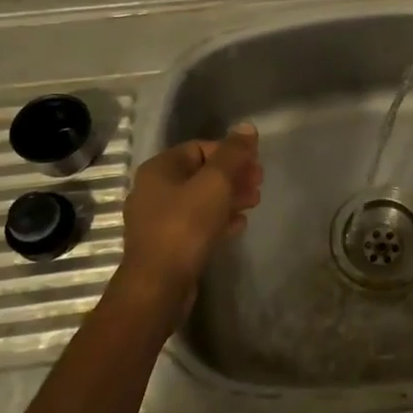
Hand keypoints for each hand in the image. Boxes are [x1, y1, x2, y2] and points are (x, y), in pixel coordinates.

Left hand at [119, 124, 262, 316]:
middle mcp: (153, 189)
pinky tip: (238, 226)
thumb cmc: (186, 226)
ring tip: (254, 204)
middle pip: (201, 173)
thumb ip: (233, 153)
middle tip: (259, 185)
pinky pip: (195, 223)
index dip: (230, 153)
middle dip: (233, 176)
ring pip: (200, 199)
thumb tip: (247, 127)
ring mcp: (157, 219)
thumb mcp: (215, 183)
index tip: (255, 165)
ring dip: (228, 198)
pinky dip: (217, 219)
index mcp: (159, 168)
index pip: (200, 147)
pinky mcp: (165, 244)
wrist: (158, 285)